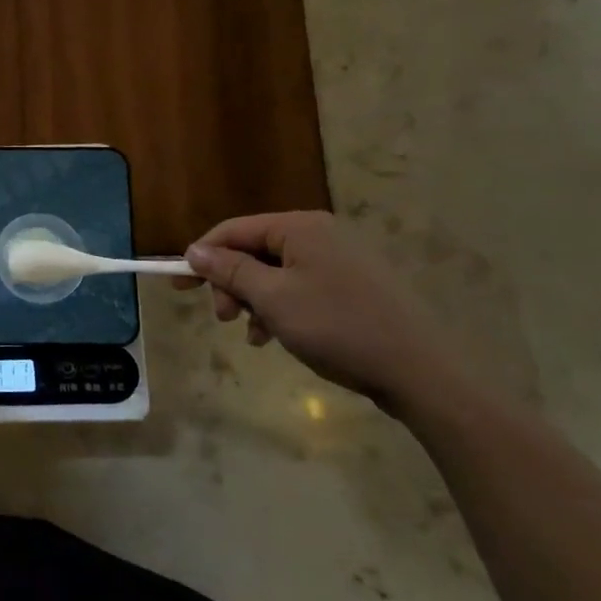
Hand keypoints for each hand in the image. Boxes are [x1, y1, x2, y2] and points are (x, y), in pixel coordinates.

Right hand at [180, 211, 456, 409]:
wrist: (421, 373)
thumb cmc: (337, 327)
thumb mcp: (272, 299)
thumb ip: (228, 270)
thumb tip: (194, 250)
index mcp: (299, 228)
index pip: (233, 230)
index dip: (201, 255)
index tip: (179, 286)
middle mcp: (320, 234)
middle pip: (254, 251)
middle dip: (231, 284)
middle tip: (223, 318)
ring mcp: (341, 260)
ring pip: (276, 273)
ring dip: (254, 301)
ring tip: (253, 335)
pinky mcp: (355, 287)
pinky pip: (301, 288)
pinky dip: (281, 309)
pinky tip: (277, 337)